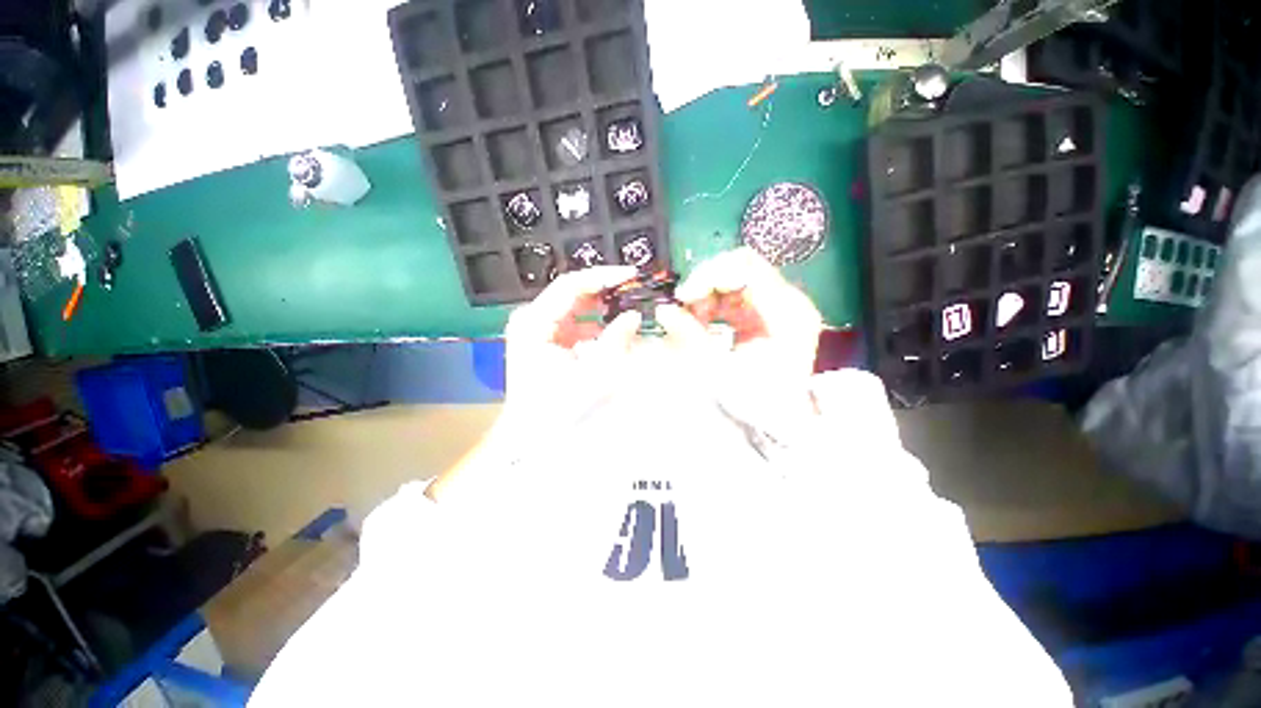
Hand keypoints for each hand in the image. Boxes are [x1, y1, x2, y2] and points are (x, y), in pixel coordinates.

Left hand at [500, 265, 642, 431]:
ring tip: (629, 305)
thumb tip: (634, 315)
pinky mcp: (544, 338)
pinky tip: (613, 326)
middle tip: (635, 289)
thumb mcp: (593, 373)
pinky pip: (573, 321)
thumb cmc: (557, 408)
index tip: (631, 274)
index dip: (603, 276)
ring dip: (601, 306)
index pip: (570, 285)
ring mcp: (536, 327)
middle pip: (572, 292)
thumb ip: (616, 340)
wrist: (529, 434)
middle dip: (605, 290)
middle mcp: (531, 318)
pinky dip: (594, 322)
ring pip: (574, 305)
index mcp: (534, 322)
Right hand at [655, 248, 822, 426]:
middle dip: (706, 285)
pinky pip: (737, 297)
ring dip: (708, 295)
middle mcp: (789, 301)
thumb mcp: (720, 369)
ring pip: (736, 281)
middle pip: (741, 269)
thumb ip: (690, 335)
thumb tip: (663, 310)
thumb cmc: (756, 401)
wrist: (782, 421)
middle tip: (684, 308)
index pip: (746, 267)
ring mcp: (780, 307)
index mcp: (786, 311)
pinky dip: (716, 305)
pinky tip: (703, 321)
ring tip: (692, 318)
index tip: (683, 296)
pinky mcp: (768, 315)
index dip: (710, 274)